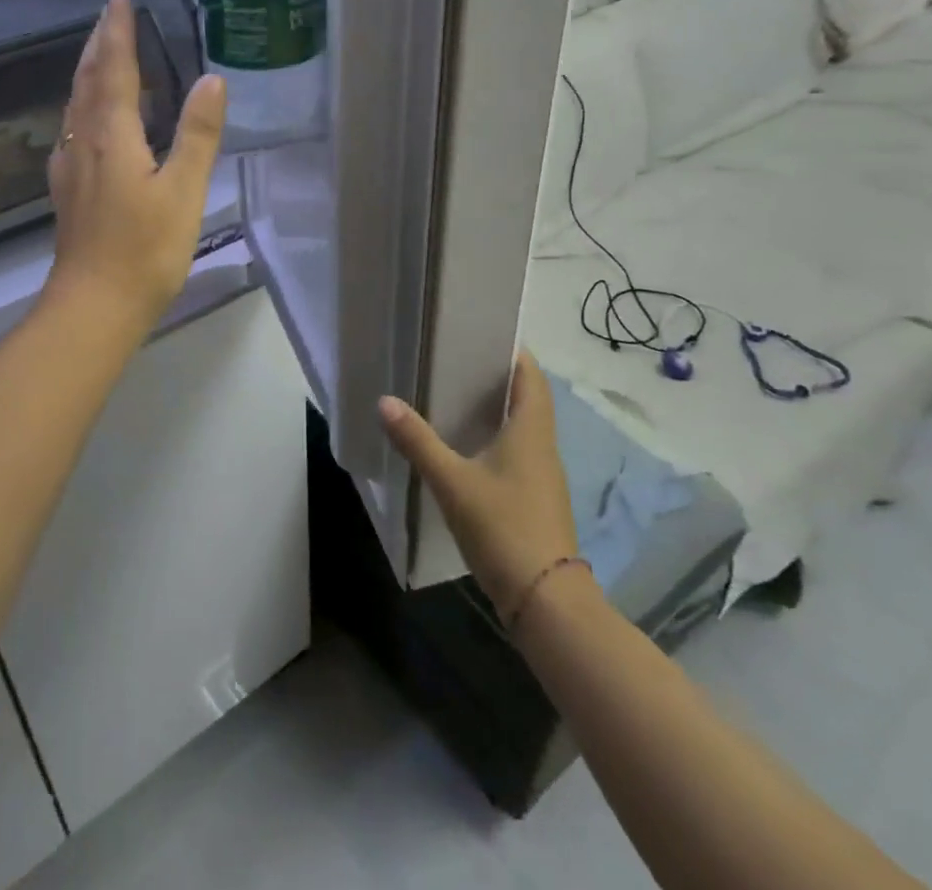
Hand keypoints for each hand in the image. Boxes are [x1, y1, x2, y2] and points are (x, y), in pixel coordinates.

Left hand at [45, 0, 225, 330]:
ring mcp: (70, 166)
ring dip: (89, 69)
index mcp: (112, 135)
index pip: (116, 68)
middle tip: (111, 11)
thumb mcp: (182, 192)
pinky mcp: (68, 189)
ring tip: (102, 50)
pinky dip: (84, 103)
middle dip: (100, 41)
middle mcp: (84, 141)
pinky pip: (73, 127)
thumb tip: (212, 80)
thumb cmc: (144, 251)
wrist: (93, 306)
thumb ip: (197, 135)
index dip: (118, 29)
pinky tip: (89, 116)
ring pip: (76, 103)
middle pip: (89, 79)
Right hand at [378, 350, 582, 621]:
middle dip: (498, 378)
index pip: (531, 376)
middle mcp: (542, 447)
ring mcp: (542, 477)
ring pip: (522, 428)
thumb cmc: (503, 527)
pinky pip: (517, 454)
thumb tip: (385, 401)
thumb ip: (418, 441)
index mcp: (531, 431)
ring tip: (456, 396)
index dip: (514, 352)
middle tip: (458, 360)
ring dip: (497, 410)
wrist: (546, 601)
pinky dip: (496, 440)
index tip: (485, 332)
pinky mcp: (535, 501)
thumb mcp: (453, 481)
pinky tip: (467, 448)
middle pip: (527, 399)